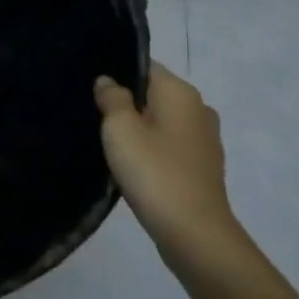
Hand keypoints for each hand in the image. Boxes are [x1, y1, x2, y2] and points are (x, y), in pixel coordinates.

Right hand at [95, 65, 235, 262]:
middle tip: (94, 114)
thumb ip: (112, 98)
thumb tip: (109, 81)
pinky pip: (172, 145)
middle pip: (154, 94)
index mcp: (180, 91)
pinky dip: (154, 150)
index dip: (117, 72)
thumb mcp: (119, 128)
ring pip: (163, 121)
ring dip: (140, 128)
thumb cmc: (154, 171)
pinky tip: (134, 165)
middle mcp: (199, 107)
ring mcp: (206, 139)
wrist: (194, 233)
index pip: (144, 65)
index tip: (92, 87)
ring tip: (110, 142)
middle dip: (127, 102)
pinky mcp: (204, 166)